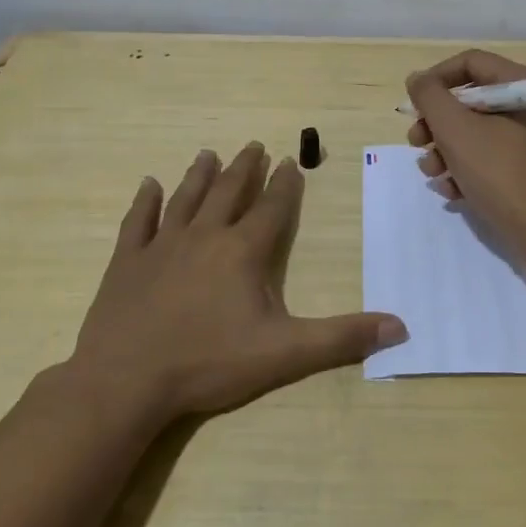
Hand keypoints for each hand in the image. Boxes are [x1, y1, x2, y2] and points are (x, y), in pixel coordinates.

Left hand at [70, 143, 406, 422]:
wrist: (126, 381)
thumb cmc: (209, 363)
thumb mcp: (285, 353)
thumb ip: (342, 338)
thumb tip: (400, 327)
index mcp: (243, 251)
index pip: (271, 208)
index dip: (285, 184)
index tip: (291, 161)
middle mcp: (204, 236)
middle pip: (229, 192)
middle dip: (245, 168)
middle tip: (254, 145)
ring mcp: (162, 246)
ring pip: (186, 198)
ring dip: (199, 174)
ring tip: (208, 153)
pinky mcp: (127, 262)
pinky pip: (138, 222)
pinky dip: (144, 201)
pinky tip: (148, 184)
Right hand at [405, 49, 525, 258]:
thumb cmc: (502, 173)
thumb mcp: (457, 130)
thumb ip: (430, 98)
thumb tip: (417, 79)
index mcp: (524, 85)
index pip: (470, 63)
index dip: (435, 79)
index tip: (413, 104)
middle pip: (470, 100)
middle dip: (436, 123)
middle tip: (416, 142)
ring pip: (475, 133)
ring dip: (445, 151)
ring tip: (432, 174)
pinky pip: (489, 159)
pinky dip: (466, 171)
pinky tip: (452, 192)